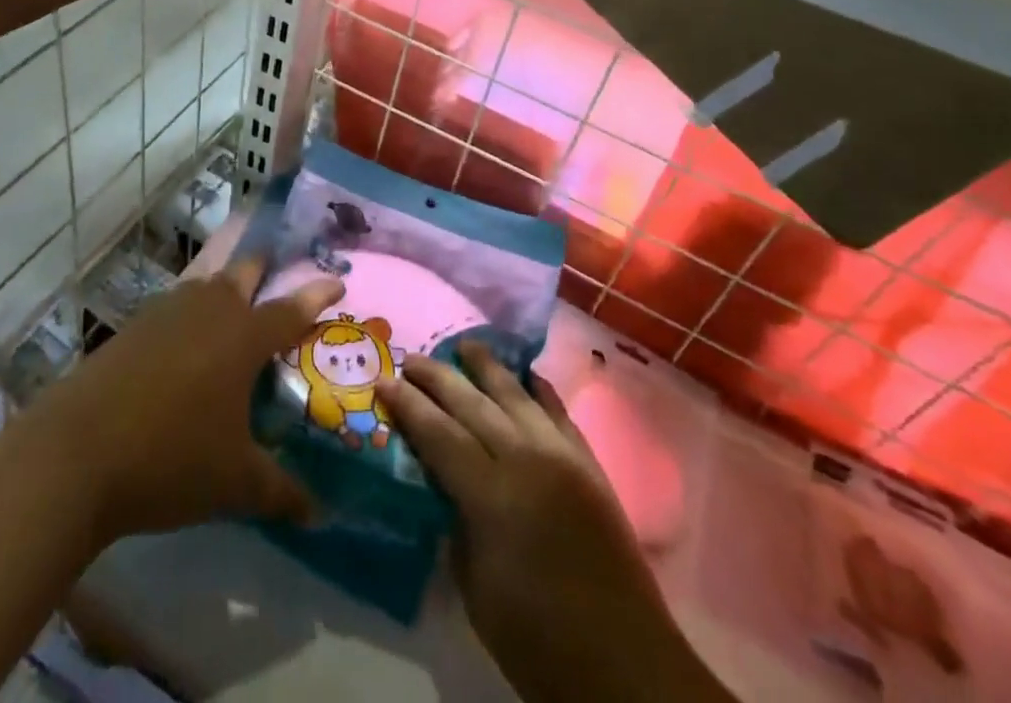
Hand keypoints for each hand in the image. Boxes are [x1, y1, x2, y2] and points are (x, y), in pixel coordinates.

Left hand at [34, 256, 342, 545]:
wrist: (75, 454)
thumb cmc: (171, 459)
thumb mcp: (234, 483)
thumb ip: (281, 492)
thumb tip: (319, 514)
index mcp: (244, 336)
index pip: (292, 308)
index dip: (318, 293)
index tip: (337, 280)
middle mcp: (209, 310)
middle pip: (245, 274)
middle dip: (265, 272)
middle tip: (277, 281)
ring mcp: (166, 313)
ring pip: (206, 286)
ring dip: (224, 292)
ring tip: (232, 315)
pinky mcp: (133, 326)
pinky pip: (175, 308)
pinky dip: (190, 315)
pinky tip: (184, 346)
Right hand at [379, 344, 729, 702]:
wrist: (626, 665)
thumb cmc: (539, 640)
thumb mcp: (477, 589)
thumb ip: (457, 525)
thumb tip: (444, 488)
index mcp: (492, 496)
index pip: (439, 434)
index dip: (408, 406)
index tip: (384, 381)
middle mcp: (526, 460)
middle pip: (473, 403)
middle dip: (438, 377)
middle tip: (412, 358)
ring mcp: (562, 456)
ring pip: (517, 395)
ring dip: (487, 367)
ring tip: (465, 345)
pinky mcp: (589, 464)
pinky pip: (558, 411)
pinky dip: (538, 389)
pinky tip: (526, 376)